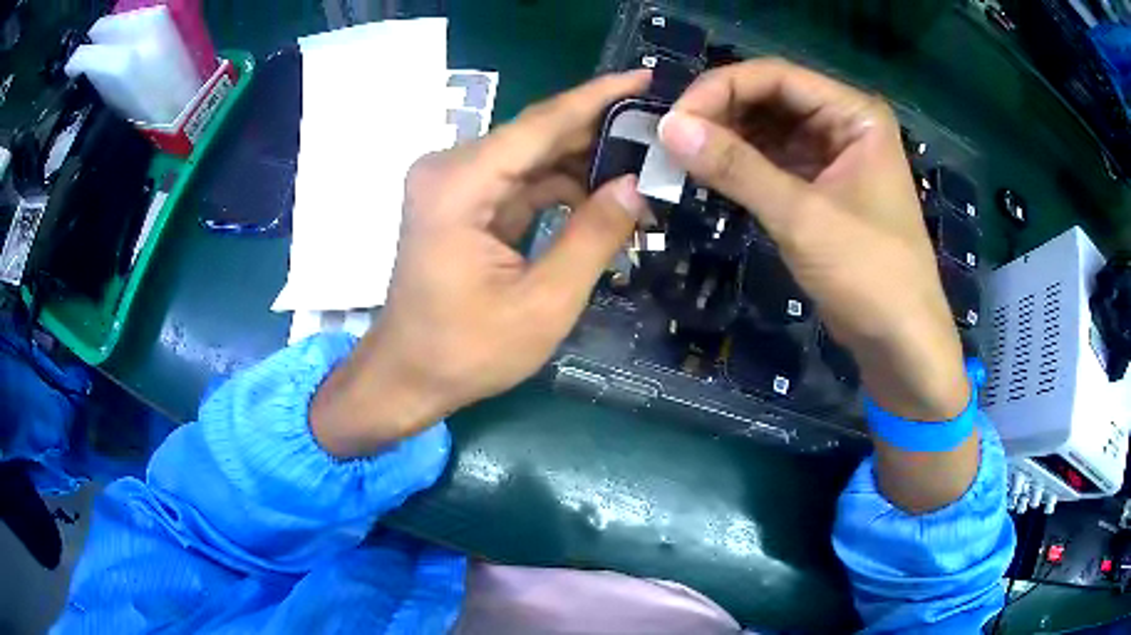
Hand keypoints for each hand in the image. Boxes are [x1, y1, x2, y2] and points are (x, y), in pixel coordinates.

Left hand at [311, 71, 651, 457]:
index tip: (647, 76)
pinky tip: (603, 196)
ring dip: (584, 165)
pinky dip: (560, 187)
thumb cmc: (466, 352)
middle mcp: (450, 169)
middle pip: (537, 135)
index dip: (599, 98)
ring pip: (532, 157)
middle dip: (600, 133)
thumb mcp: (543, 303)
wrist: (408, 376)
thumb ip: (593, 237)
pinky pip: (520, 181)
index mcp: (459, 185)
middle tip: (661, 133)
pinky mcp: (461, 202)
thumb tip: (637, 185)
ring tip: (644, 171)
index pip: (541, 124)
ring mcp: (452, 184)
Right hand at [657, 58, 967, 422]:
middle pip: (770, 99)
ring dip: (727, 140)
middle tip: (672, 140)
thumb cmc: (870, 274)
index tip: (674, 119)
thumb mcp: (803, 217)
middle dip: (720, 114)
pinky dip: (741, 167)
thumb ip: (736, 168)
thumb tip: (669, 128)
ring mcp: (832, 156)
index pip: (776, 77)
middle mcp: (843, 124)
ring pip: (768, 130)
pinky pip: (773, 161)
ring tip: (681, 156)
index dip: (721, 89)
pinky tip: (709, 174)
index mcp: (854, 114)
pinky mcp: (821, 187)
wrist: (901, 342)